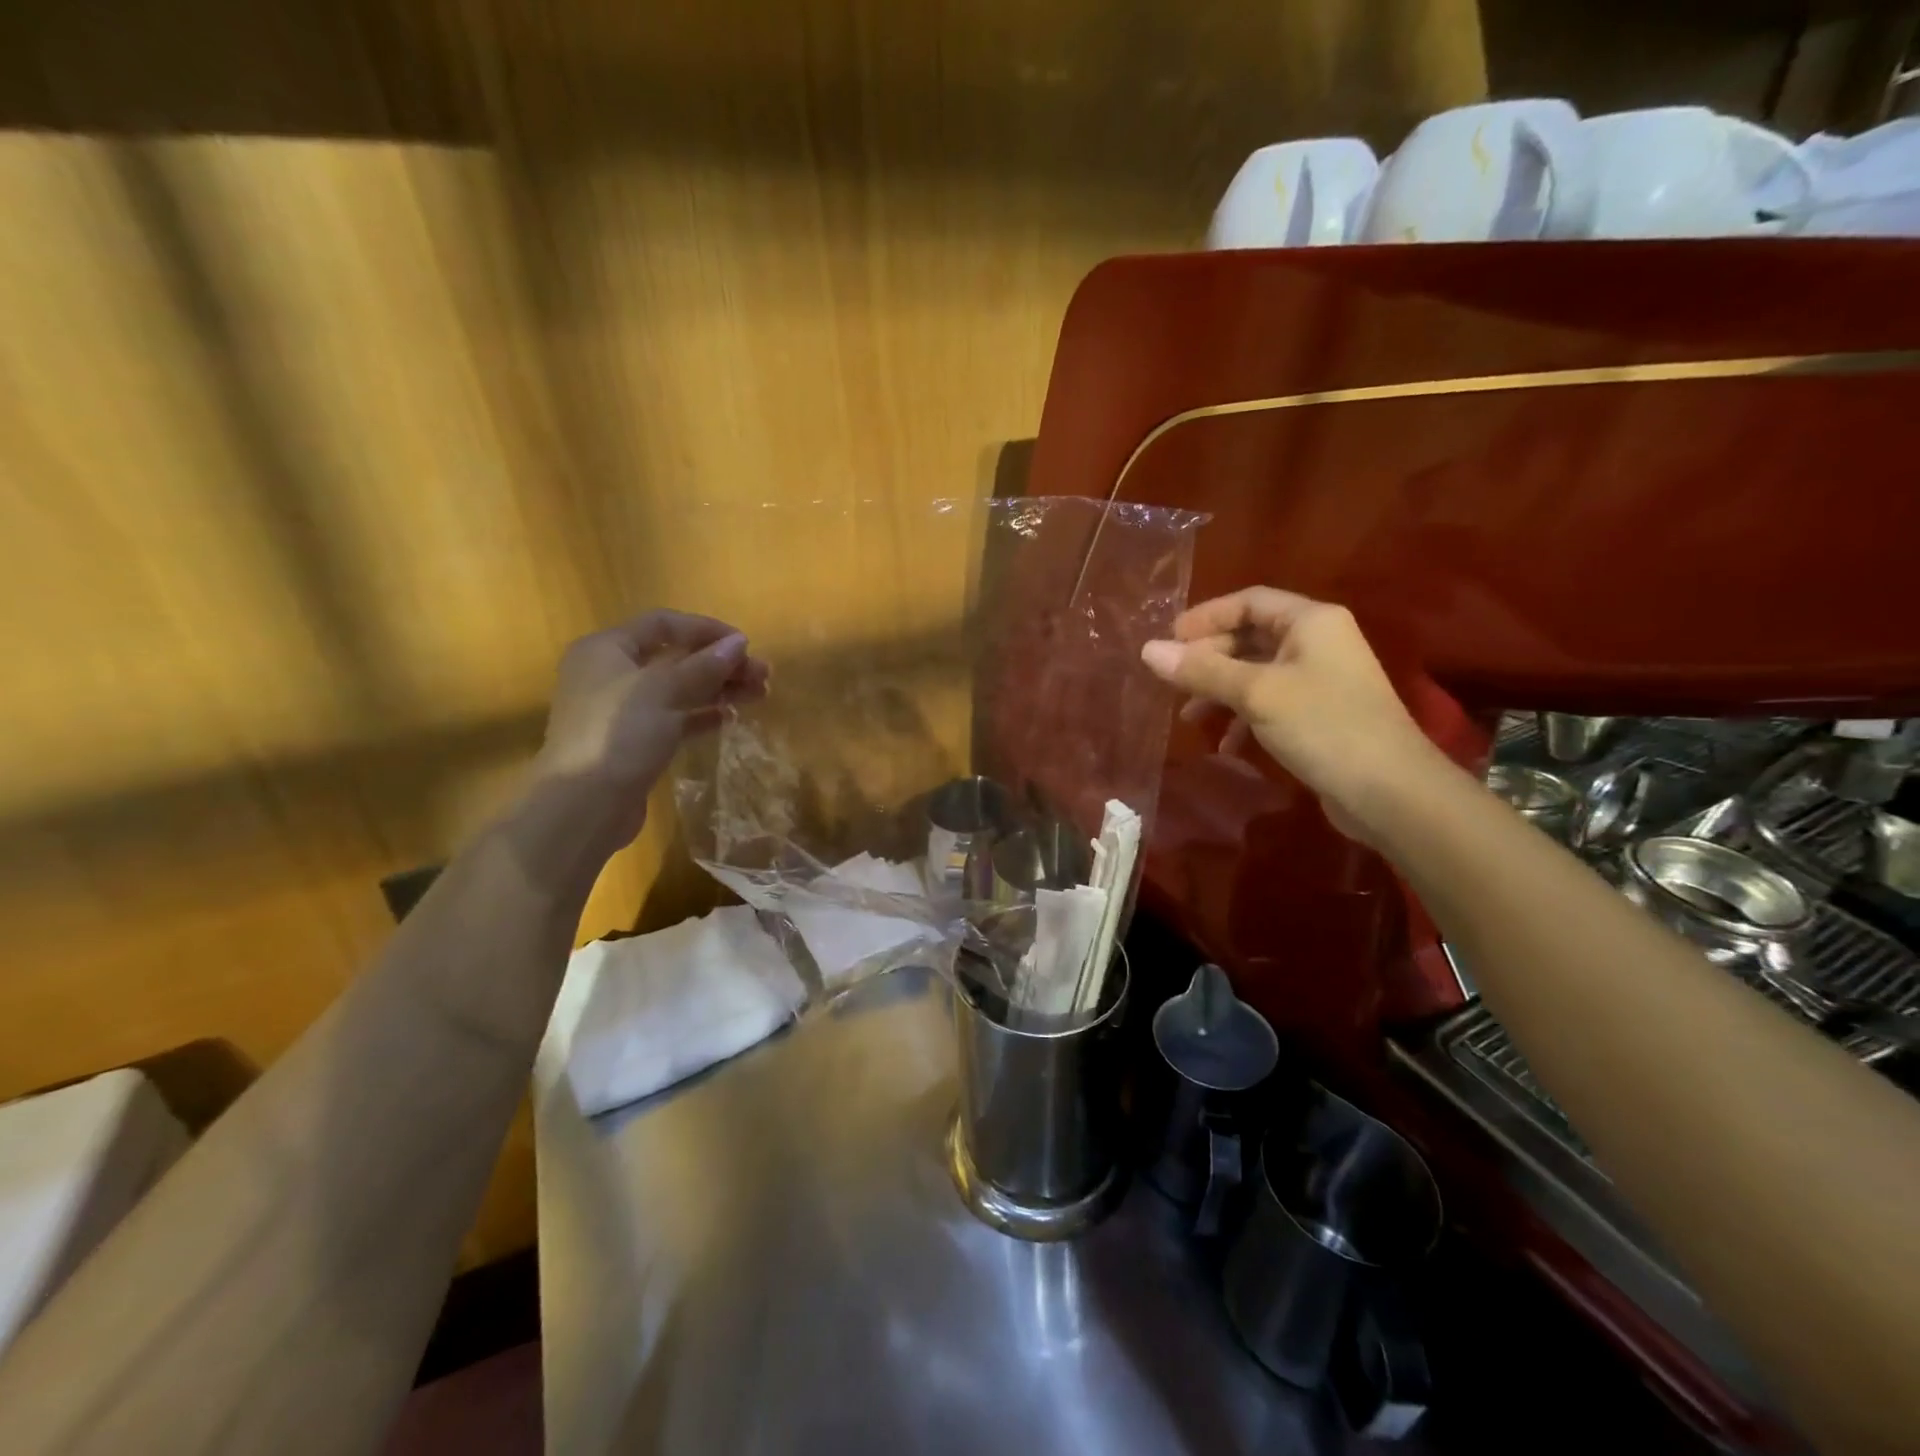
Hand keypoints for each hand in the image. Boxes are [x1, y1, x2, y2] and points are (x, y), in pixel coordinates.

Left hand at [532, 610, 768, 851]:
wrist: (584, 805)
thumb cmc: (619, 734)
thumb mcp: (664, 691)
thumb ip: (704, 666)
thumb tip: (739, 643)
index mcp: (607, 649)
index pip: (663, 624)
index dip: (706, 629)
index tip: (745, 644)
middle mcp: (610, 673)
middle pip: (674, 657)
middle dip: (720, 664)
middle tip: (763, 674)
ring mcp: (620, 710)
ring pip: (678, 689)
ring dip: (717, 688)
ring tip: (759, 694)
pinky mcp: (632, 742)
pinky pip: (674, 718)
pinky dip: (701, 715)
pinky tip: (730, 717)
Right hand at [1140, 588, 1442, 840]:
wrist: (1390, 792)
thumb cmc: (1323, 726)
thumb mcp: (1256, 694)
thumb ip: (1202, 670)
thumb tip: (1148, 651)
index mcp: (1310, 621)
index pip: (1248, 602)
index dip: (1205, 617)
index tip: (1168, 642)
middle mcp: (1317, 642)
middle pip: (1250, 637)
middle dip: (1209, 659)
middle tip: (1173, 682)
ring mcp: (1320, 680)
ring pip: (1256, 673)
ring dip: (1221, 691)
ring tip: (1190, 716)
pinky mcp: (1319, 715)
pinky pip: (1270, 703)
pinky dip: (1243, 717)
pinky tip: (1226, 744)